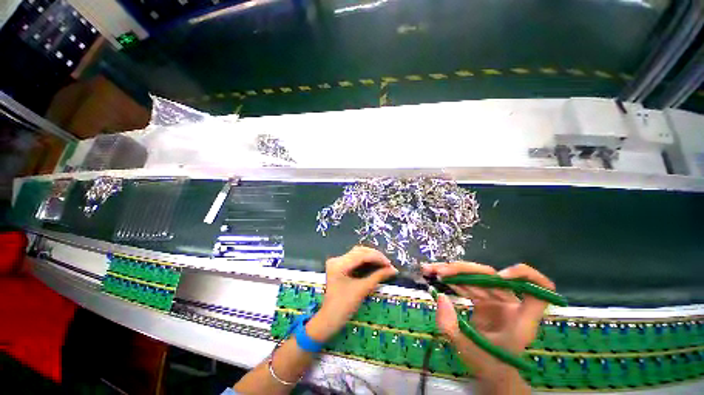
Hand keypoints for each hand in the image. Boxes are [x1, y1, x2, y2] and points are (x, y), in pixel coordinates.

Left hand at [306, 246, 397, 342]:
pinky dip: (365, 260)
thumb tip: (394, 270)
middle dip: (375, 256)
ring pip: (357, 252)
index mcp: (339, 264)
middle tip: (388, 264)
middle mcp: (337, 259)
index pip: (362, 255)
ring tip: (383, 263)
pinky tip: (374, 263)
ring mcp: (337, 261)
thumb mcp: (363, 289)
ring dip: (371, 256)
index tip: (390, 264)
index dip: (377, 258)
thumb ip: (378, 276)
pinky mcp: (339, 265)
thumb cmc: (345, 306)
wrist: (330, 318)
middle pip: (359, 251)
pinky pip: (354, 258)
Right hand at [422, 262, 553, 386]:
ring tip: (430, 269)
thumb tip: (440, 296)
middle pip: (492, 276)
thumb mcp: (467, 351)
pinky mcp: (484, 298)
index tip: (500, 277)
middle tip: (441, 272)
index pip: (540, 290)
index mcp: (520, 319)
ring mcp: (496, 299)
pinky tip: (435, 276)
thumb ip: (450, 327)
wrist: (489, 372)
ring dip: (452, 271)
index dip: (523, 276)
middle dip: (464, 270)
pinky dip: (452, 279)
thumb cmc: (487, 366)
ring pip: (476, 275)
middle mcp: (510, 304)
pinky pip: (468, 283)